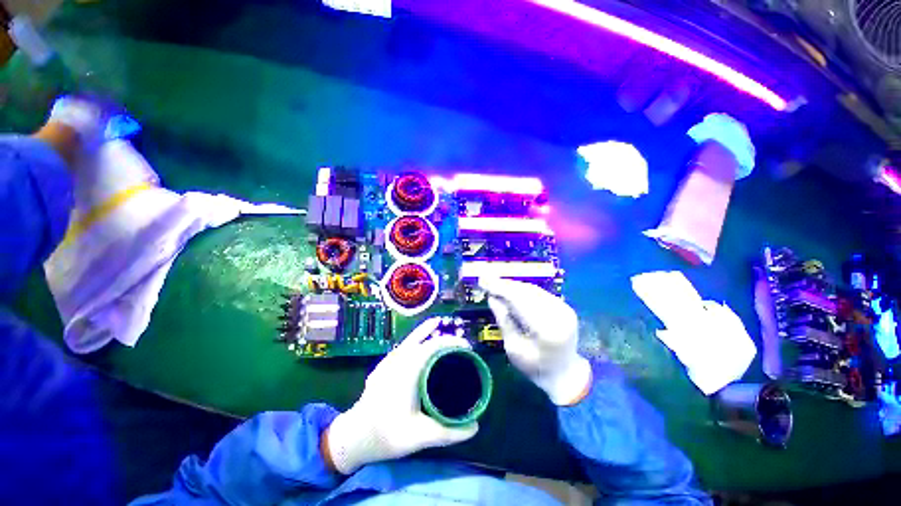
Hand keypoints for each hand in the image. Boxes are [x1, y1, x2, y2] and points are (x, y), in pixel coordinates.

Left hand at [324, 318, 477, 473]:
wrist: (355, 436)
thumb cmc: (388, 433)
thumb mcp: (422, 436)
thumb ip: (450, 432)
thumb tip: (475, 427)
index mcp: (409, 369)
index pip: (434, 345)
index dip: (451, 342)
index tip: (467, 347)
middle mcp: (398, 359)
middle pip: (424, 339)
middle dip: (442, 337)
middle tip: (458, 345)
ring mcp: (388, 361)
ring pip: (411, 340)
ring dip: (427, 334)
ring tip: (439, 328)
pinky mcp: (383, 366)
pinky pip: (403, 347)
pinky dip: (414, 341)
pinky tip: (418, 345)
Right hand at [479, 278, 591, 405]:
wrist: (565, 374)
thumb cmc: (535, 367)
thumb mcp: (514, 349)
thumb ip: (504, 321)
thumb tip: (492, 298)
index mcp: (546, 330)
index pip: (520, 301)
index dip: (500, 289)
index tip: (483, 281)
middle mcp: (558, 314)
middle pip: (526, 292)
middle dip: (504, 285)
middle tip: (486, 280)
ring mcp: (564, 309)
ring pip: (533, 289)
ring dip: (512, 286)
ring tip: (495, 283)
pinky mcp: (564, 306)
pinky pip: (539, 293)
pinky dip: (522, 290)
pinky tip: (510, 290)